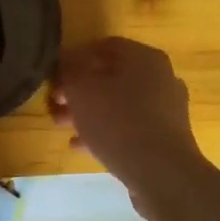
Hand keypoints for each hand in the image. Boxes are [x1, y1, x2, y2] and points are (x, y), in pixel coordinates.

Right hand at [55, 38, 219, 220]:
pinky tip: (80, 145)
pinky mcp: (164, 138)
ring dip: (88, 112)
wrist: (161, 173)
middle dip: (79, 90)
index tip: (54, 76)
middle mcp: (160, 77)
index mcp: (144, 57)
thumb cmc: (118, 122)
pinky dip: (104, 131)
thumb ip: (69, 71)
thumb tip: (65, 63)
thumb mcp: (82, 90)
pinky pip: (128, 128)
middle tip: (55, 103)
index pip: (104, 46)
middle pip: (111, 77)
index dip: (74, 58)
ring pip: (118, 104)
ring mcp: (165, 109)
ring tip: (61, 125)